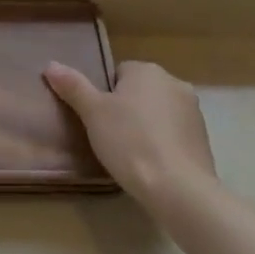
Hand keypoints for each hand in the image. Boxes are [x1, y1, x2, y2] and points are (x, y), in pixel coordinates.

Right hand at [44, 59, 216, 208]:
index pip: (118, 73)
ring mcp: (193, 111)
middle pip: (139, 91)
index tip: (97, 119)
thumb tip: (51, 65)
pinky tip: (150, 163)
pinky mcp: (203, 138)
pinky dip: (161, 142)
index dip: (104, 96)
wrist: (178, 188)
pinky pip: (173, 133)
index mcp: (147, 70)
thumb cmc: (129, 142)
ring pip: (157, 112)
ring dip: (145, 125)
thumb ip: (73, 86)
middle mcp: (175, 83)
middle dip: (125, 109)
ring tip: (129, 153)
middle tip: (109, 136)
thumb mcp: (92, 113)